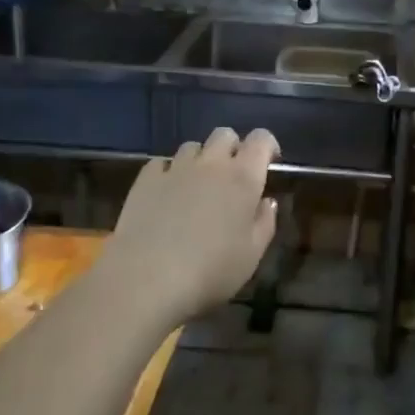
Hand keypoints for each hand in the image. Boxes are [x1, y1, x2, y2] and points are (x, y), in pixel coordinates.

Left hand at [97, 128, 278, 329]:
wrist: (147, 279)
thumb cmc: (210, 271)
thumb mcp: (251, 255)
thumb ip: (265, 223)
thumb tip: (267, 202)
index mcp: (243, 178)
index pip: (261, 139)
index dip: (267, 145)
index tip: (269, 162)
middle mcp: (211, 163)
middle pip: (224, 134)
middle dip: (232, 148)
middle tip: (233, 176)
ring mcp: (175, 168)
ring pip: (192, 146)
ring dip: (201, 160)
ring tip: (197, 186)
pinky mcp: (146, 179)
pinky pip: (162, 163)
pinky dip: (169, 172)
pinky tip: (167, 194)